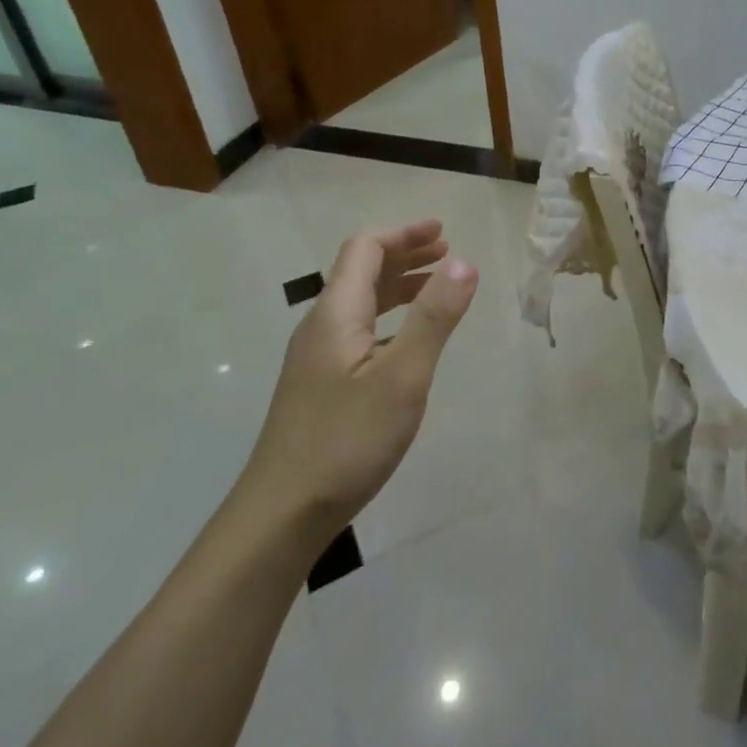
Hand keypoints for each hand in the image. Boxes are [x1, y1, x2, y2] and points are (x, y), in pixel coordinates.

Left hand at [240, 220, 478, 538]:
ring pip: (360, 303)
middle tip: (447, 252)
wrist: (282, 514)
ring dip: (399, 285)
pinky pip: (359, 330)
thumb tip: (464, 262)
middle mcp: (321, 327)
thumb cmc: (347, 440)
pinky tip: (409, 341)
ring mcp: (317, 358)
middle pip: (361, 271)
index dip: (404, 233)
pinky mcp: (321, 385)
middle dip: (405, 254)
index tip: (443, 232)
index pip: (365, 249)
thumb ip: (434, 317)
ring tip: (437, 287)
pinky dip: (391, 318)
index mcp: (336, 313)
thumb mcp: (403, 375)